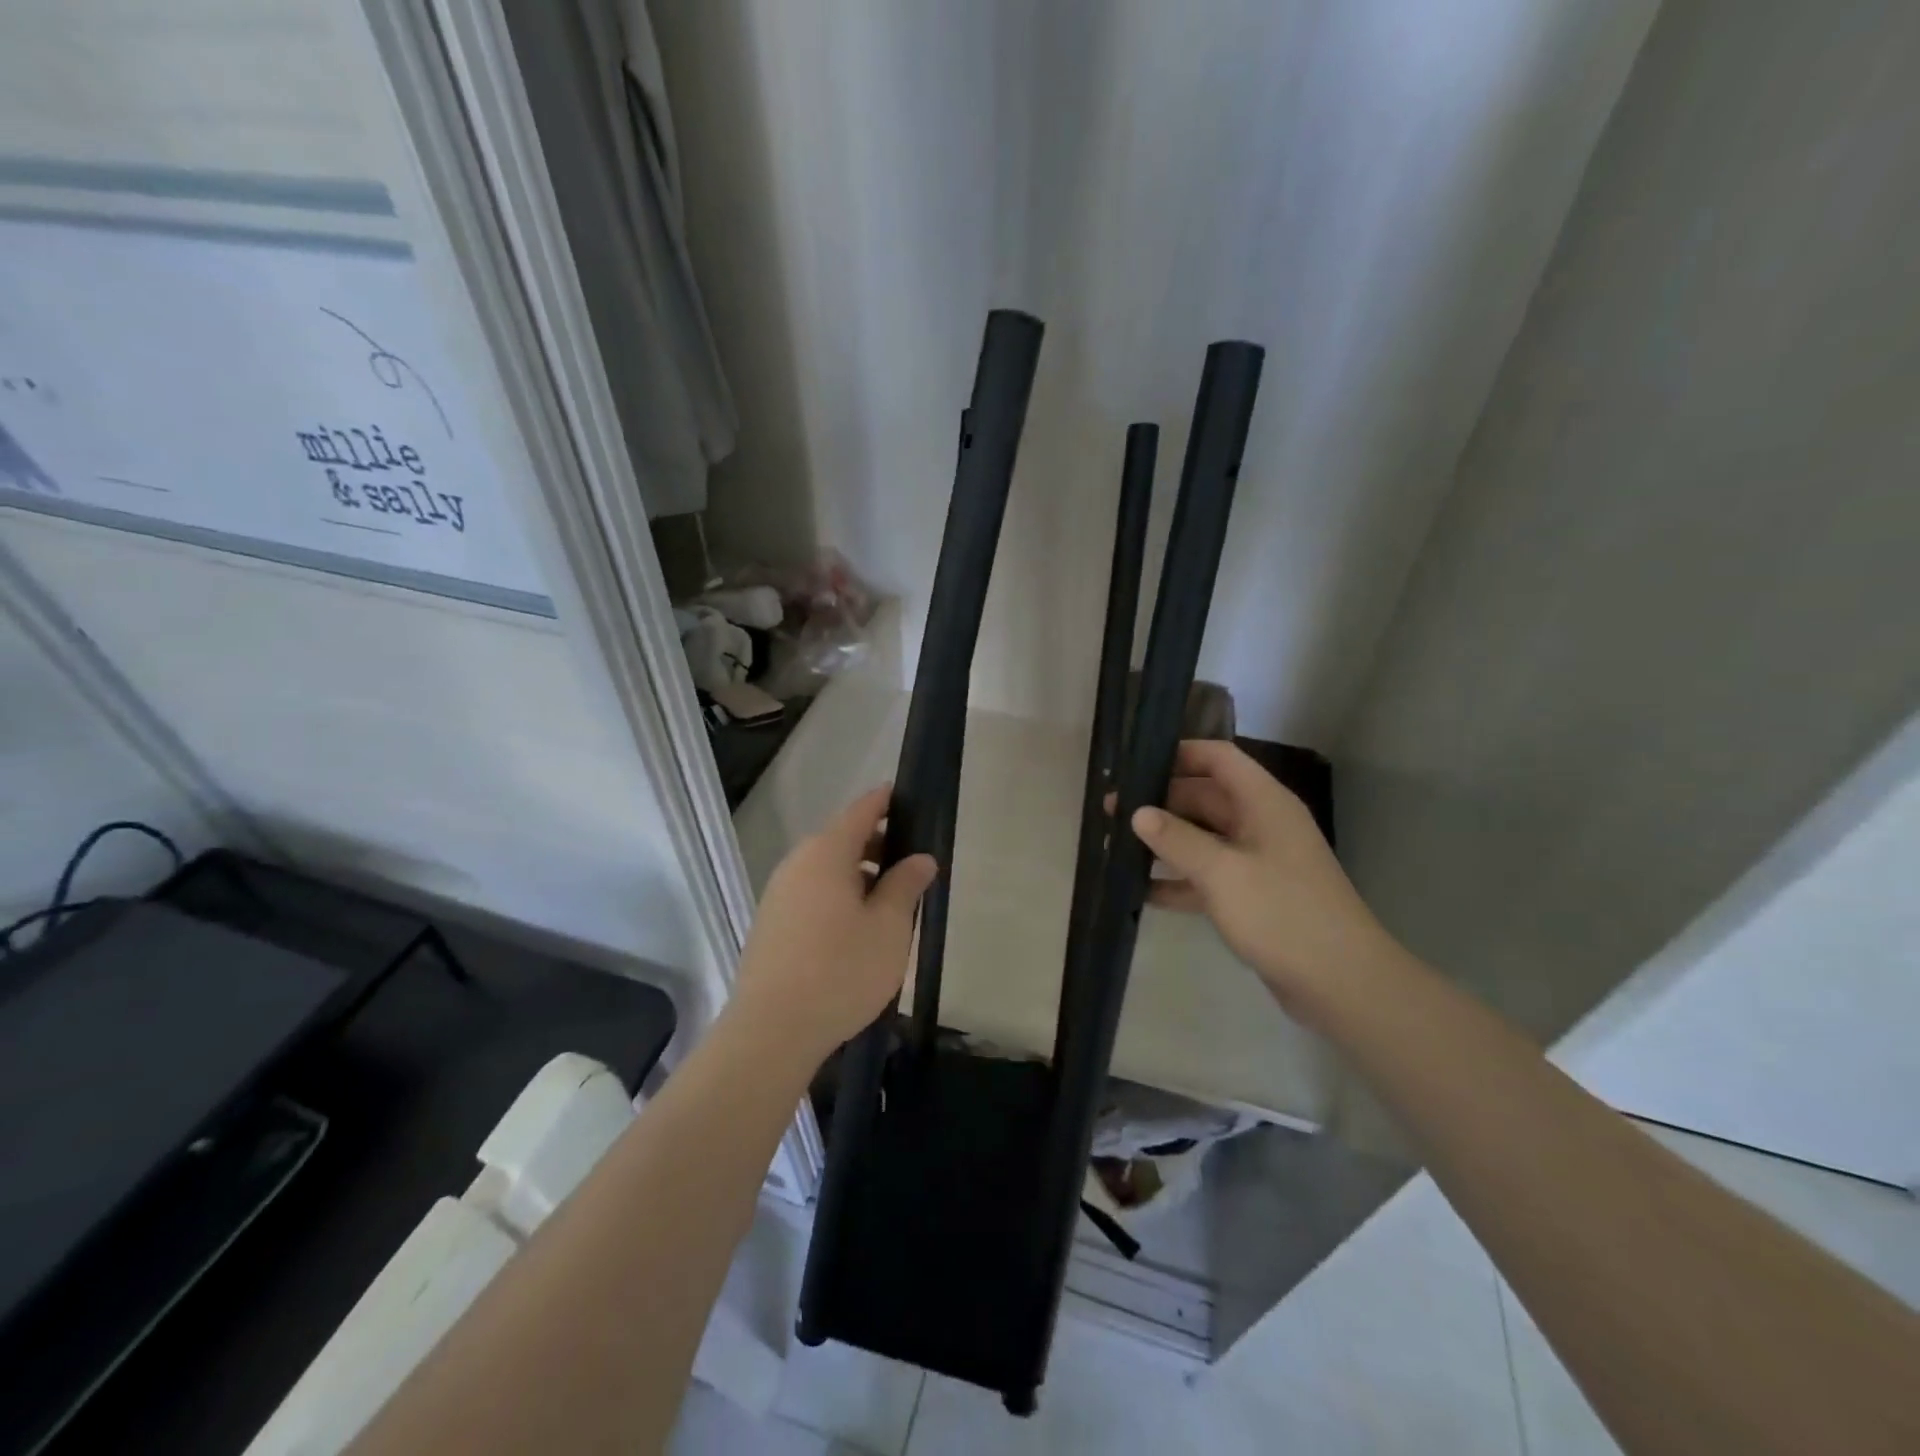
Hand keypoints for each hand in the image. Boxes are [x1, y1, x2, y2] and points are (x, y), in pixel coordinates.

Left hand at [731, 785, 937, 1062]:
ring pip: (827, 870)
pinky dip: (838, 897)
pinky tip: (857, 931)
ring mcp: (779, 894)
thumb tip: (920, 858)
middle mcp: (797, 864)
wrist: (771, 1031)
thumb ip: (906, 885)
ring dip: (859, 876)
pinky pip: (812, 894)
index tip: (908, 798)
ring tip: (890, 905)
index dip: (886, 801)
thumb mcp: (889, 927)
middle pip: (842, 840)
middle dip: (878, 845)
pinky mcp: (771, 924)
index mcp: (826, 853)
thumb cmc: (841, 970)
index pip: (862, 811)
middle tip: (912, 866)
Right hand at [1130, 740, 1397, 1019]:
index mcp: (1263, 803)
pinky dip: (1177, 880)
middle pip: (1203, 798)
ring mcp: (1256, 861)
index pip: (1218, 758)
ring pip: (1201, 838)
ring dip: (1163, 842)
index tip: (1134, 764)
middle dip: (1159, 802)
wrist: (1341, 983)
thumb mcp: (1222, 872)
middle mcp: (1260, 823)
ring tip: (1114, 846)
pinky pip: (1206, 876)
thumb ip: (1177, 839)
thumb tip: (1138, 812)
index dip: (1178, 754)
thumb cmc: (1282, 913)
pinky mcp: (1251, 896)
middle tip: (1110, 811)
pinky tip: (1140, 891)